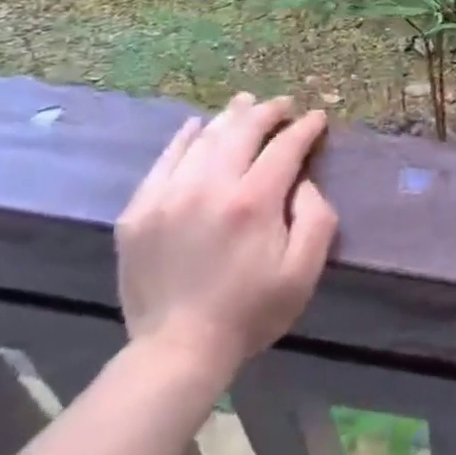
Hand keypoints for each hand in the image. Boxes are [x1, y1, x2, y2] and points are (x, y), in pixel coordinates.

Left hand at [115, 94, 336, 395]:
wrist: (177, 351)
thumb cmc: (251, 311)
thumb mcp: (304, 271)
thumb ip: (316, 218)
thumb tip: (304, 181)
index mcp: (253, 201)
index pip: (284, 147)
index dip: (304, 128)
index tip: (317, 118)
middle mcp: (209, 186)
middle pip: (242, 131)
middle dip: (268, 111)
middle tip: (283, 104)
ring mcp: (168, 195)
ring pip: (204, 139)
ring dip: (230, 117)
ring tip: (245, 104)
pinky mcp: (139, 210)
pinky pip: (164, 160)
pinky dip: (184, 138)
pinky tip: (196, 127)